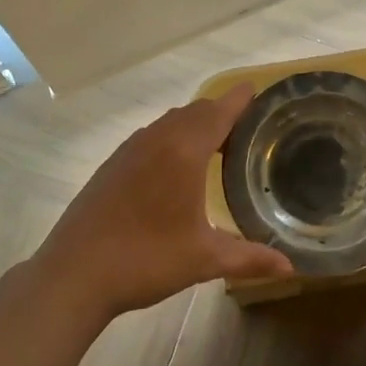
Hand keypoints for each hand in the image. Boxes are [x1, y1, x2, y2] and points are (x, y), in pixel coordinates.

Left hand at [30, 85, 291, 318]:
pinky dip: (172, 138)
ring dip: (195, 124)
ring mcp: (130, 149)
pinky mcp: (113, 163)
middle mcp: (158, 139)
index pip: (219, 111)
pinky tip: (176, 168)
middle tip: (248, 128)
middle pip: (196, 111)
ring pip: (171, 122)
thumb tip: (291, 268)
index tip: (257, 91)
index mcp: (184, 151)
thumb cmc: (146, 260)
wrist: (74, 273)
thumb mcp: (203, 259)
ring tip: (217, 145)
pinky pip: (151, 136)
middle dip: (222, 112)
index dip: (240, 99)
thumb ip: (249, 258)